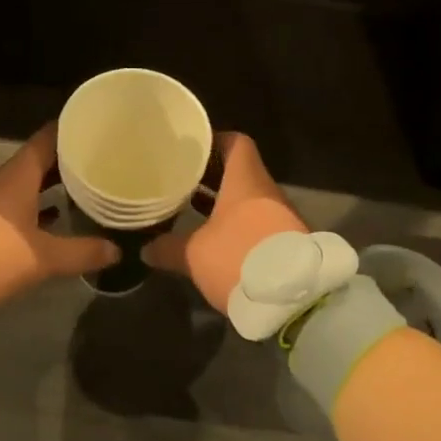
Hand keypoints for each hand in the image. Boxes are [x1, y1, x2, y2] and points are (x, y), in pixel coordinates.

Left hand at [0, 123, 117, 312]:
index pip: (47, 138)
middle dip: (65, 161)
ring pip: (22, 183)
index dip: (70, 130)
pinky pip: (10, 203)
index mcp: (17, 176)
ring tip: (81, 189)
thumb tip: (117, 249)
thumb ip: (82, 252)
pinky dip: (32, 205)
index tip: (94, 127)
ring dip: (48, 185)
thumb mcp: (43, 258)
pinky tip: (50, 220)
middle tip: (98, 161)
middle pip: (36, 160)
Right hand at [143, 132, 306, 311]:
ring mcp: (281, 216)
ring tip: (193, 210)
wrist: (294, 298)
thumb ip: (169, 248)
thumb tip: (146, 249)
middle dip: (212, 176)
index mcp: (245, 180)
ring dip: (225, 203)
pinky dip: (239, 225)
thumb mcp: (195, 254)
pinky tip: (216, 239)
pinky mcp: (287, 242)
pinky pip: (259, 222)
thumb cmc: (239, 257)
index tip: (192, 150)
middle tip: (182, 181)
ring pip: (249, 199)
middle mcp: (266, 191)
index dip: (215, 142)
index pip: (236, 143)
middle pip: (240, 172)